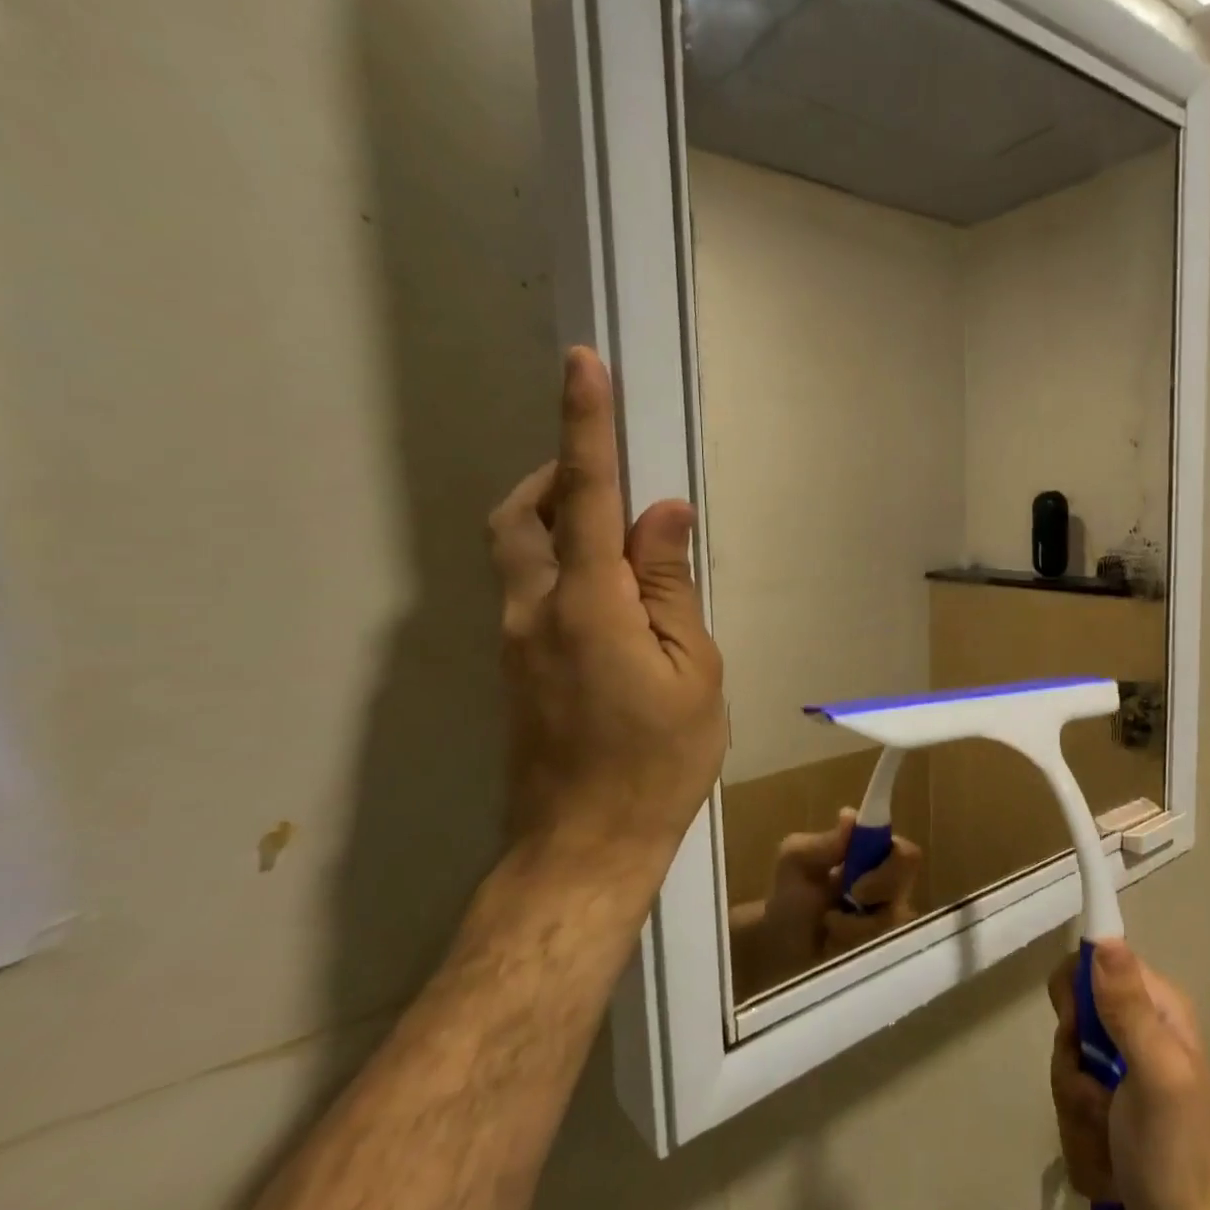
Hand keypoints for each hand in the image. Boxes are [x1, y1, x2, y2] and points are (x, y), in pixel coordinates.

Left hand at [487, 347, 725, 880]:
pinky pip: (529, 590)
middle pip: (520, 515)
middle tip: (609, 481)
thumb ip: (672, 586)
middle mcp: (535, 611)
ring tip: (620, 543)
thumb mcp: (693, 671)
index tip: (582, 365)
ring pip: (516, 551)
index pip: (585, 496)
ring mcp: (515, 641)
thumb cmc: (659, 761)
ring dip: (555, 520)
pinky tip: (612, 602)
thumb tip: (664, 514)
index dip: (585, 426)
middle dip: (556, 476)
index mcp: (590, 606)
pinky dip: (561, 566)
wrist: (585, 845)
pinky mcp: (516, 666)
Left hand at [728, 809, 922, 992]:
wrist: (778, 946)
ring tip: (829, 924)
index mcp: (876, 858)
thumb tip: (850, 815)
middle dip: (876, 892)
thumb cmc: (790, 895)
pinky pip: (882, 951)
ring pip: (893, 922)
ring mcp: (889, 923)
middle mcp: (891, 888)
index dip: (892, 863)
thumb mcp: (796, 860)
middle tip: (849, 897)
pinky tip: (833, 944)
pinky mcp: (883, 953)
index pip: (907, 854)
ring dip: (855, 925)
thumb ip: (823, 842)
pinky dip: (852, 945)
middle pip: (907, 888)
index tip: (858, 876)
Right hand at [1048, 941, 1209, 1209]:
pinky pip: (1072, 1106)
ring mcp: (1123, 1073)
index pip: (1093, 964)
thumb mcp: (1156, 1074)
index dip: (1074, 995)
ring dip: (1079, 1111)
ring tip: (1109, 1139)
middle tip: (1099, 1096)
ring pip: (1067, 1069)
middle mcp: (1139, 1030)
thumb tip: (1103, 936)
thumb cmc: (1179, 1154)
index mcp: (1156, 1007)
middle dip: (1074, 1069)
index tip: (1076, 1033)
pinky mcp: (1111, 1112)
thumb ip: (1128, 1006)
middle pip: (1072, 1022)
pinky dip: (1084, 1138)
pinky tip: (1110, 1162)